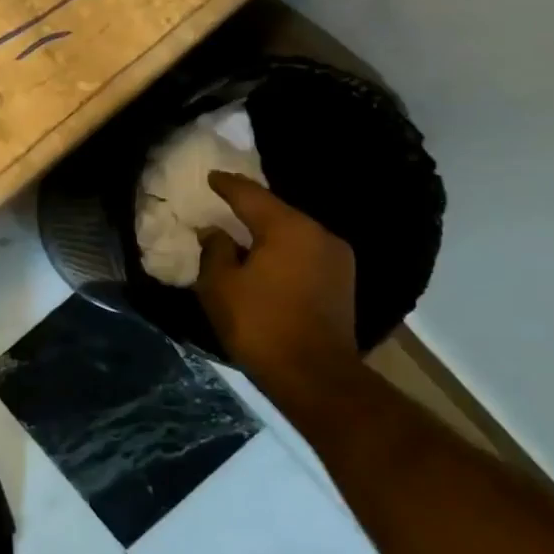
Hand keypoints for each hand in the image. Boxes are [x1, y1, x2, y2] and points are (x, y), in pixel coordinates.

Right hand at [195, 172, 358, 388]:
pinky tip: (267, 260)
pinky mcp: (343, 282)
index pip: (251, 195)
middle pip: (277, 212)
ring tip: (243, 234)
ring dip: (268, 233)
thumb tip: (215, 232)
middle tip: (224, 204)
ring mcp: (337, 258)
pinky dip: (283, 251)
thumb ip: (215, 250)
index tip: (211, 177)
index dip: (227, 185)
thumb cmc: (260, 324)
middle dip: (249, 208)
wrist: (315, 376)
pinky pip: (305, 253)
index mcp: (288, 228)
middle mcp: (319, 234)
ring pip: (294, 233)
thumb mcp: (220, 285)